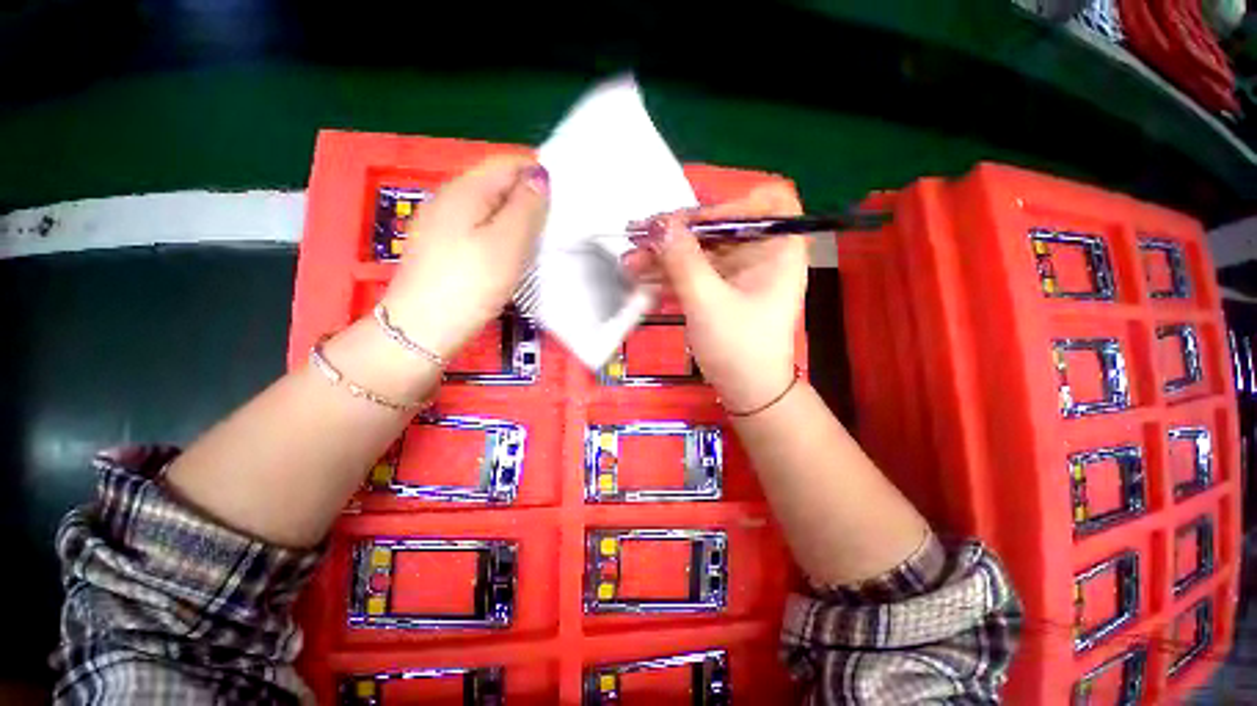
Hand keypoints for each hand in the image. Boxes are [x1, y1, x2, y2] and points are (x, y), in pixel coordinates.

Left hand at [381, 156, 549, 359]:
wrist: (422, 330)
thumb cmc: (470, 284)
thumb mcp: (506, 243)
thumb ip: (526, 207)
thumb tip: (540, 176)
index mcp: (465, 189)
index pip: (508, 162)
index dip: (538, 172)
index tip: (564, 198)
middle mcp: (450, 198)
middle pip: (498, 183)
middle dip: (529, 196)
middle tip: (556, 223)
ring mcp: (442, 223)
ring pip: (489, 207)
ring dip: (516, 217)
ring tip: (539, 239)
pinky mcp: (442, 246)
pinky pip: (479, 227)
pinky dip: (501, 233)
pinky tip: (512, 253)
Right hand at [621, 183, 806, 410]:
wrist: (747, 392)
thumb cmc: (738, 347)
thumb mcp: (707, 302)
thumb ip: (683, 260)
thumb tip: (660, 224)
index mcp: (778, 250)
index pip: (762, 203)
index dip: (727, 206)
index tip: (690, 225)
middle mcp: (761, 255)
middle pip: (720, 228)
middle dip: (677, 235)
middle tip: (639, 237)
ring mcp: (739, 274)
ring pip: (701, 252)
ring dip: (666, 256)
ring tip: (630, 261)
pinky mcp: (721, 291)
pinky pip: (696, 272)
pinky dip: (671, 274)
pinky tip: (642, 277)